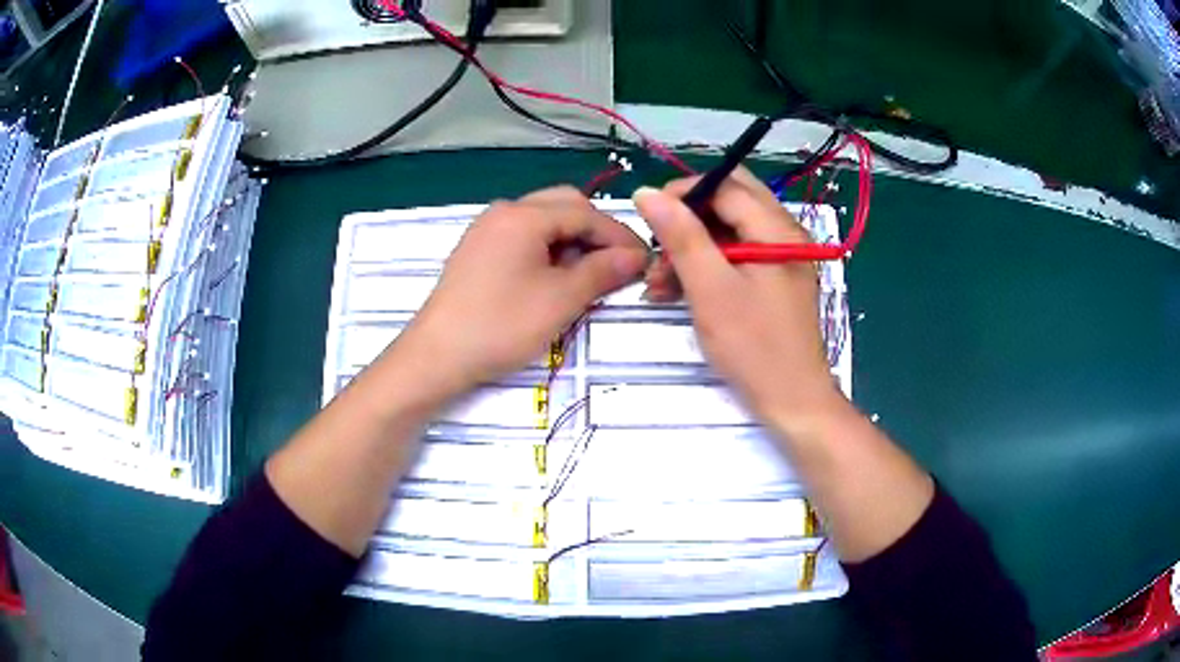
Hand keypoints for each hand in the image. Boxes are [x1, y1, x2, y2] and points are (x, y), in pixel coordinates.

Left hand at [393, 186, 648, 400]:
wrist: (436, 356)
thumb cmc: (501, 326)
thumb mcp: (561, 300)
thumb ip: (602, 271)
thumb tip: (636, 256)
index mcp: (524, 216)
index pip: (586, 213)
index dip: (620, 236)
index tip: (646, 261)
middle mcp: (504, 211)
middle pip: (564, 206)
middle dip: (597, 232)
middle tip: (619, 265)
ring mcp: (487, 229)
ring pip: (543, 221)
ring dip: (573, 240)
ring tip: (590, 275)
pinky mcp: (478, 251)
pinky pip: (523, 237)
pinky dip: (548, 249)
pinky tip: (555, 278)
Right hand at [634, 170, 842, 429]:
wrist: (793, 401)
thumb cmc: (754, 347)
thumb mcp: (711, 289)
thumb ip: (682, 236)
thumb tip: (647, 192)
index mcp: (776, 228)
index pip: (725, 185)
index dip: (682, 194)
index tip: (647, 217)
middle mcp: (783, 234)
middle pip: (729, 203)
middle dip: (687, 220)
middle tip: (657, 245)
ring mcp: (780, 258)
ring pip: (729, 230)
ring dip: (692, 247)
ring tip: (658, 281)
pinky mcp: (774, 280)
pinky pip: (736, 256)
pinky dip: (706, 266)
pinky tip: (678, 290)